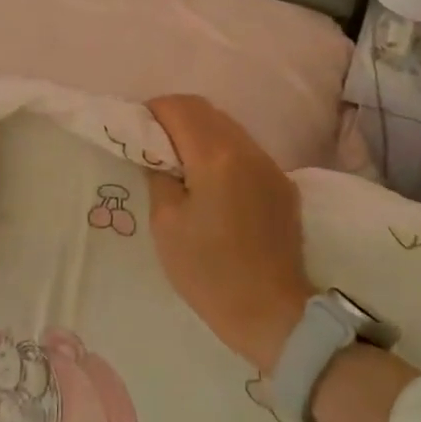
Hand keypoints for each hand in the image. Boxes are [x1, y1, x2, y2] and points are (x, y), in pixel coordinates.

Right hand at [147, 95, 312, 372]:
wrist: (272, 313)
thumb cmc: (209, 272)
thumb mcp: (166, 225)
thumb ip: (159, 176)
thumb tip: (159, 155)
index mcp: (216, 156)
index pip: (180, 108)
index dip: (153, 111)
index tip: (137, 131)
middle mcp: (248, 150)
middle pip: (206, 110)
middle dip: (176, 117)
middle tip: (154, 144)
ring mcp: (270, 165)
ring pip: (229, 127)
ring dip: (201, 133)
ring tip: (181, 163)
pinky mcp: (283, 184)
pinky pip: (246, 151)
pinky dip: (223, 152)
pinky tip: (212, 183)